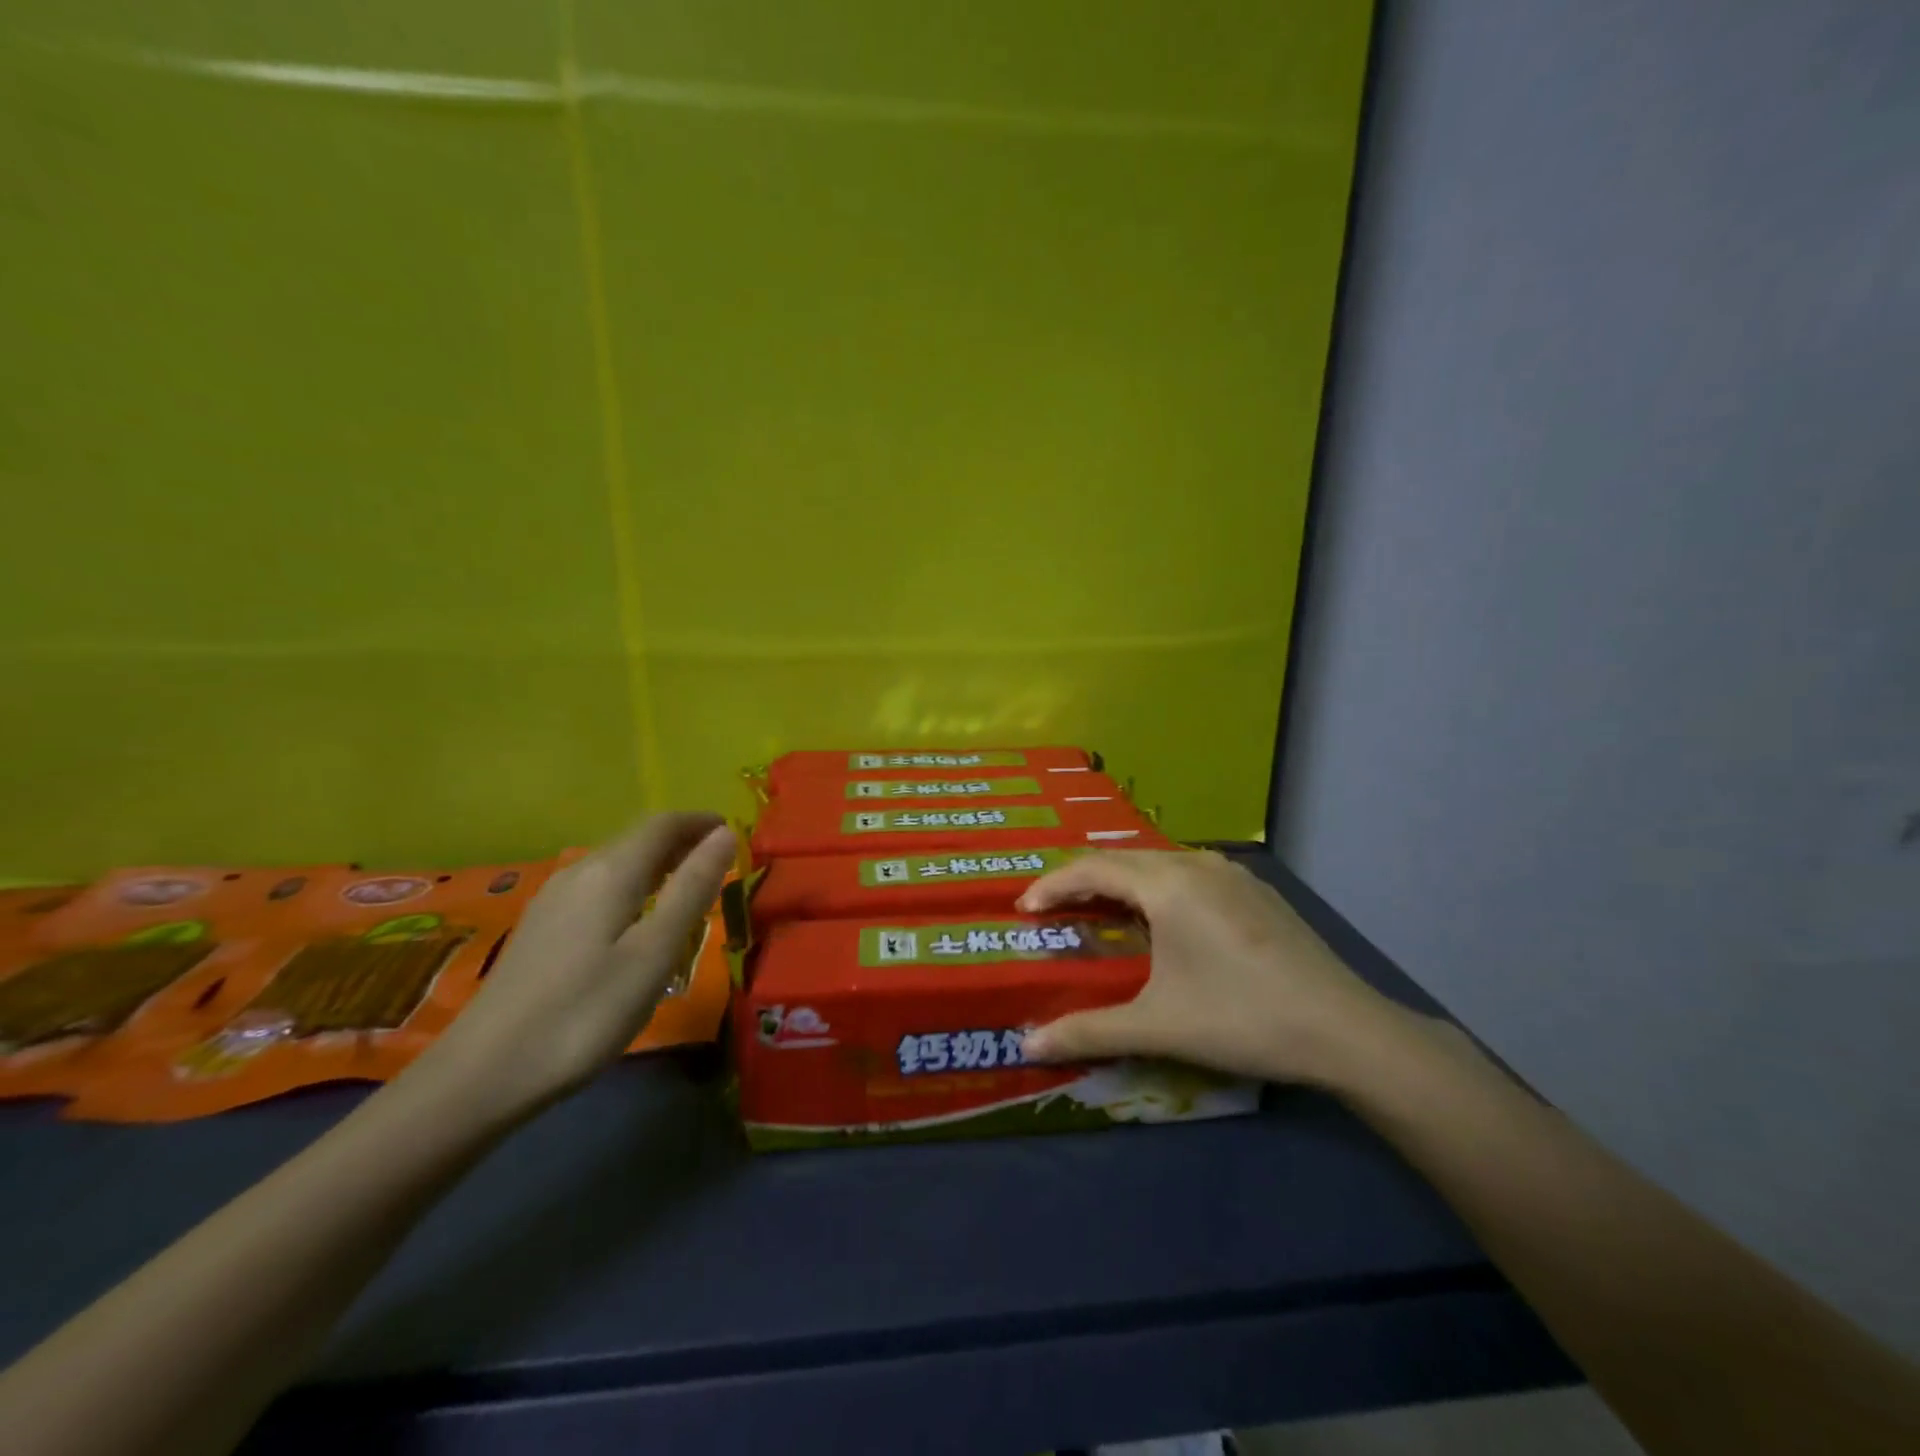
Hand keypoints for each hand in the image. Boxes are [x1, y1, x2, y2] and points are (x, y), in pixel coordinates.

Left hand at [415, 813, 735, 1117]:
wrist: (482, 1074)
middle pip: (638, 839)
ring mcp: (554, 899)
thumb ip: (691, 890)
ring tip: (688, 886)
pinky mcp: (542, 927)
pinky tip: (638, 916)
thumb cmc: (584, 1013)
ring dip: (658, 863)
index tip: (733, 832)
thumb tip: (726, 834)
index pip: (663, 825)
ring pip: (616, 862)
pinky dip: (633, 884)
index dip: (700, 822)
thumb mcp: (654, 953)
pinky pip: (599, 886)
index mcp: (611, 873)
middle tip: (720, 860)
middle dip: (682, 840)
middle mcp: (580, 872)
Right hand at [1017, 850, 1400, 1085]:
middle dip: (1083, 880)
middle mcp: (1196, 864)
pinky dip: (1158, 887)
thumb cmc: (1241, 1019)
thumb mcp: (1157, 1026)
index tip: (1024, 910)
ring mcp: (1232, 873)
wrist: (1344, 1029)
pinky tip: (1164, 920)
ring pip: (1159, 862)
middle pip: (1123, 859)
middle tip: (1055, 911)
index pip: (1093, 869)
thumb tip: (1027, 1045)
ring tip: (1102, 912)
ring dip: (1123, 882)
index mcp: (1167, 884)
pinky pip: (1189, 873)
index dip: (1053, 885)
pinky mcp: (1256, 890)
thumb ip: (1088, 1031)